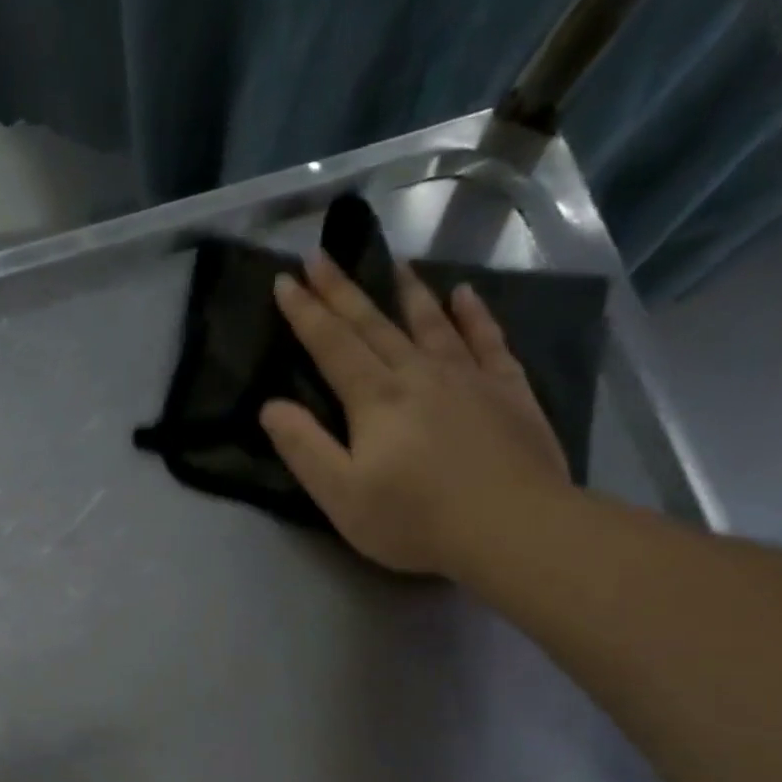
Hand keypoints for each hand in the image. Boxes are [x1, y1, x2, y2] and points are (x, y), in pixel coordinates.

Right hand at [261, 252, 573, 576]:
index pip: (332, 346)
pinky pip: (487, 339)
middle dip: (343, 291)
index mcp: (374, 399)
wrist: (511, 526)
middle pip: (374, 325)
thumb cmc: (412, 518)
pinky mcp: (507, 390)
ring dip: (407, 292)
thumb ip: (304, 448)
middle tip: (322, 256)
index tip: (286, 279)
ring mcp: (468, 377)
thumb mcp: (340, 495)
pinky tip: (465, 295)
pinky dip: (473, 315)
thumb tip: (271, 407)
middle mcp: (419, 374)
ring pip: (430, 323)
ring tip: (392, 263)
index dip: (306, 314)